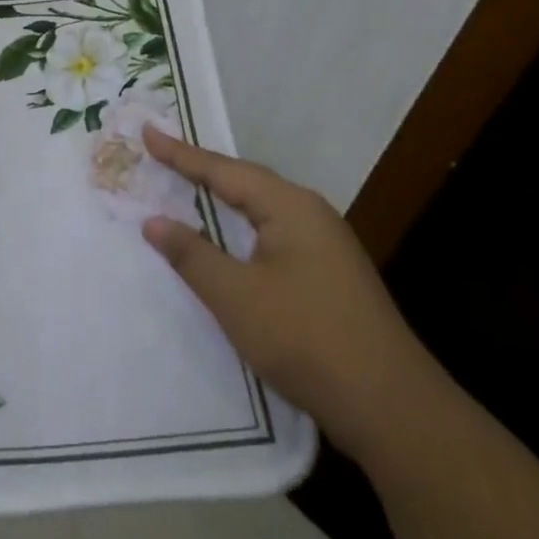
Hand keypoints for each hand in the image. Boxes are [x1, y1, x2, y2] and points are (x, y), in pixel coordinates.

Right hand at [139, 127, 445, 465]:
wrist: (391, 407)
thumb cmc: (305, 338)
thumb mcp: (235, 296)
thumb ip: (191, 254)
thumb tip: (154, 221)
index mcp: (290, 207)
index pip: (223, 170)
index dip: (180, 154)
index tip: (147, 131)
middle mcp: (310, 214)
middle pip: (245, 182)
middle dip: (201, 170)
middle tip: (161, 154)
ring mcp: (324, 245)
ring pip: (260, 210)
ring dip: (221, 199)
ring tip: (185, 185)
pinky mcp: (328, 275)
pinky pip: (271, 234)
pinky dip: (238, 228)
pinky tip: (226, 239)